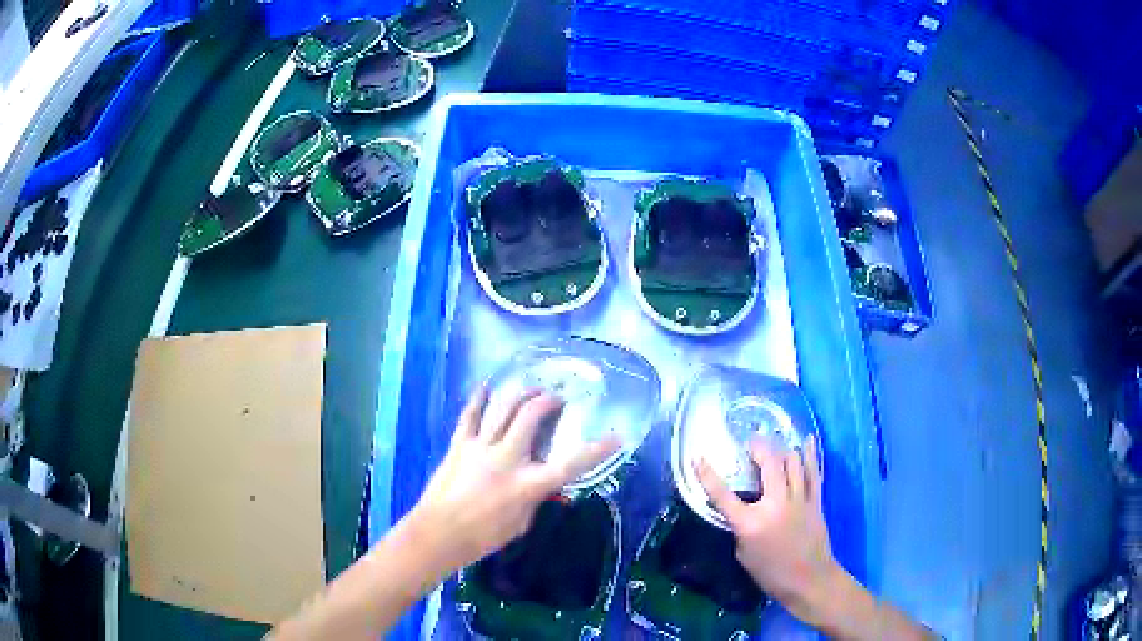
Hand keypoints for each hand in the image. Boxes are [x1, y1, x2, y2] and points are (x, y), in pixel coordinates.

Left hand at [408, 387, 620, 574]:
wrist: (439, 533)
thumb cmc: (483, 537)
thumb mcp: (520, 525)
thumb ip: (535, 500)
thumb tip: (543, 486)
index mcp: (528, 485)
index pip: (571, 464)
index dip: (597, 450)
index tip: (616, 436)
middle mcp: (508, 458)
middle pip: (532, 417)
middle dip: (548, 400)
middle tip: (556, 398)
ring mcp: (481, 447)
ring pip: (503, 408)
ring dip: (520, 393)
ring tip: (531, 388)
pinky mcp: (460, 444)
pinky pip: (470, 415)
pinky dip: (479, 398)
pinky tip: (486, 386)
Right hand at [694, 434, 840, 624]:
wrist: (808, 580)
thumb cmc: (770, 572)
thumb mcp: (743, 554)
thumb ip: (741, 527)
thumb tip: (744, 508)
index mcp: (750, 523)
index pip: (723, 495)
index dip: (708, 475)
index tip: (698, 458)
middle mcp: (775, 505)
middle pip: (768, 464)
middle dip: (758, 447)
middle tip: (751, 443)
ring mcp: (799, 500)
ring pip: (792, 462)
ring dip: (781, 450)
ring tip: (774, 445)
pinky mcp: (815, 500)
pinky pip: (813, 471)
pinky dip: (810, 453)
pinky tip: (808, 439)